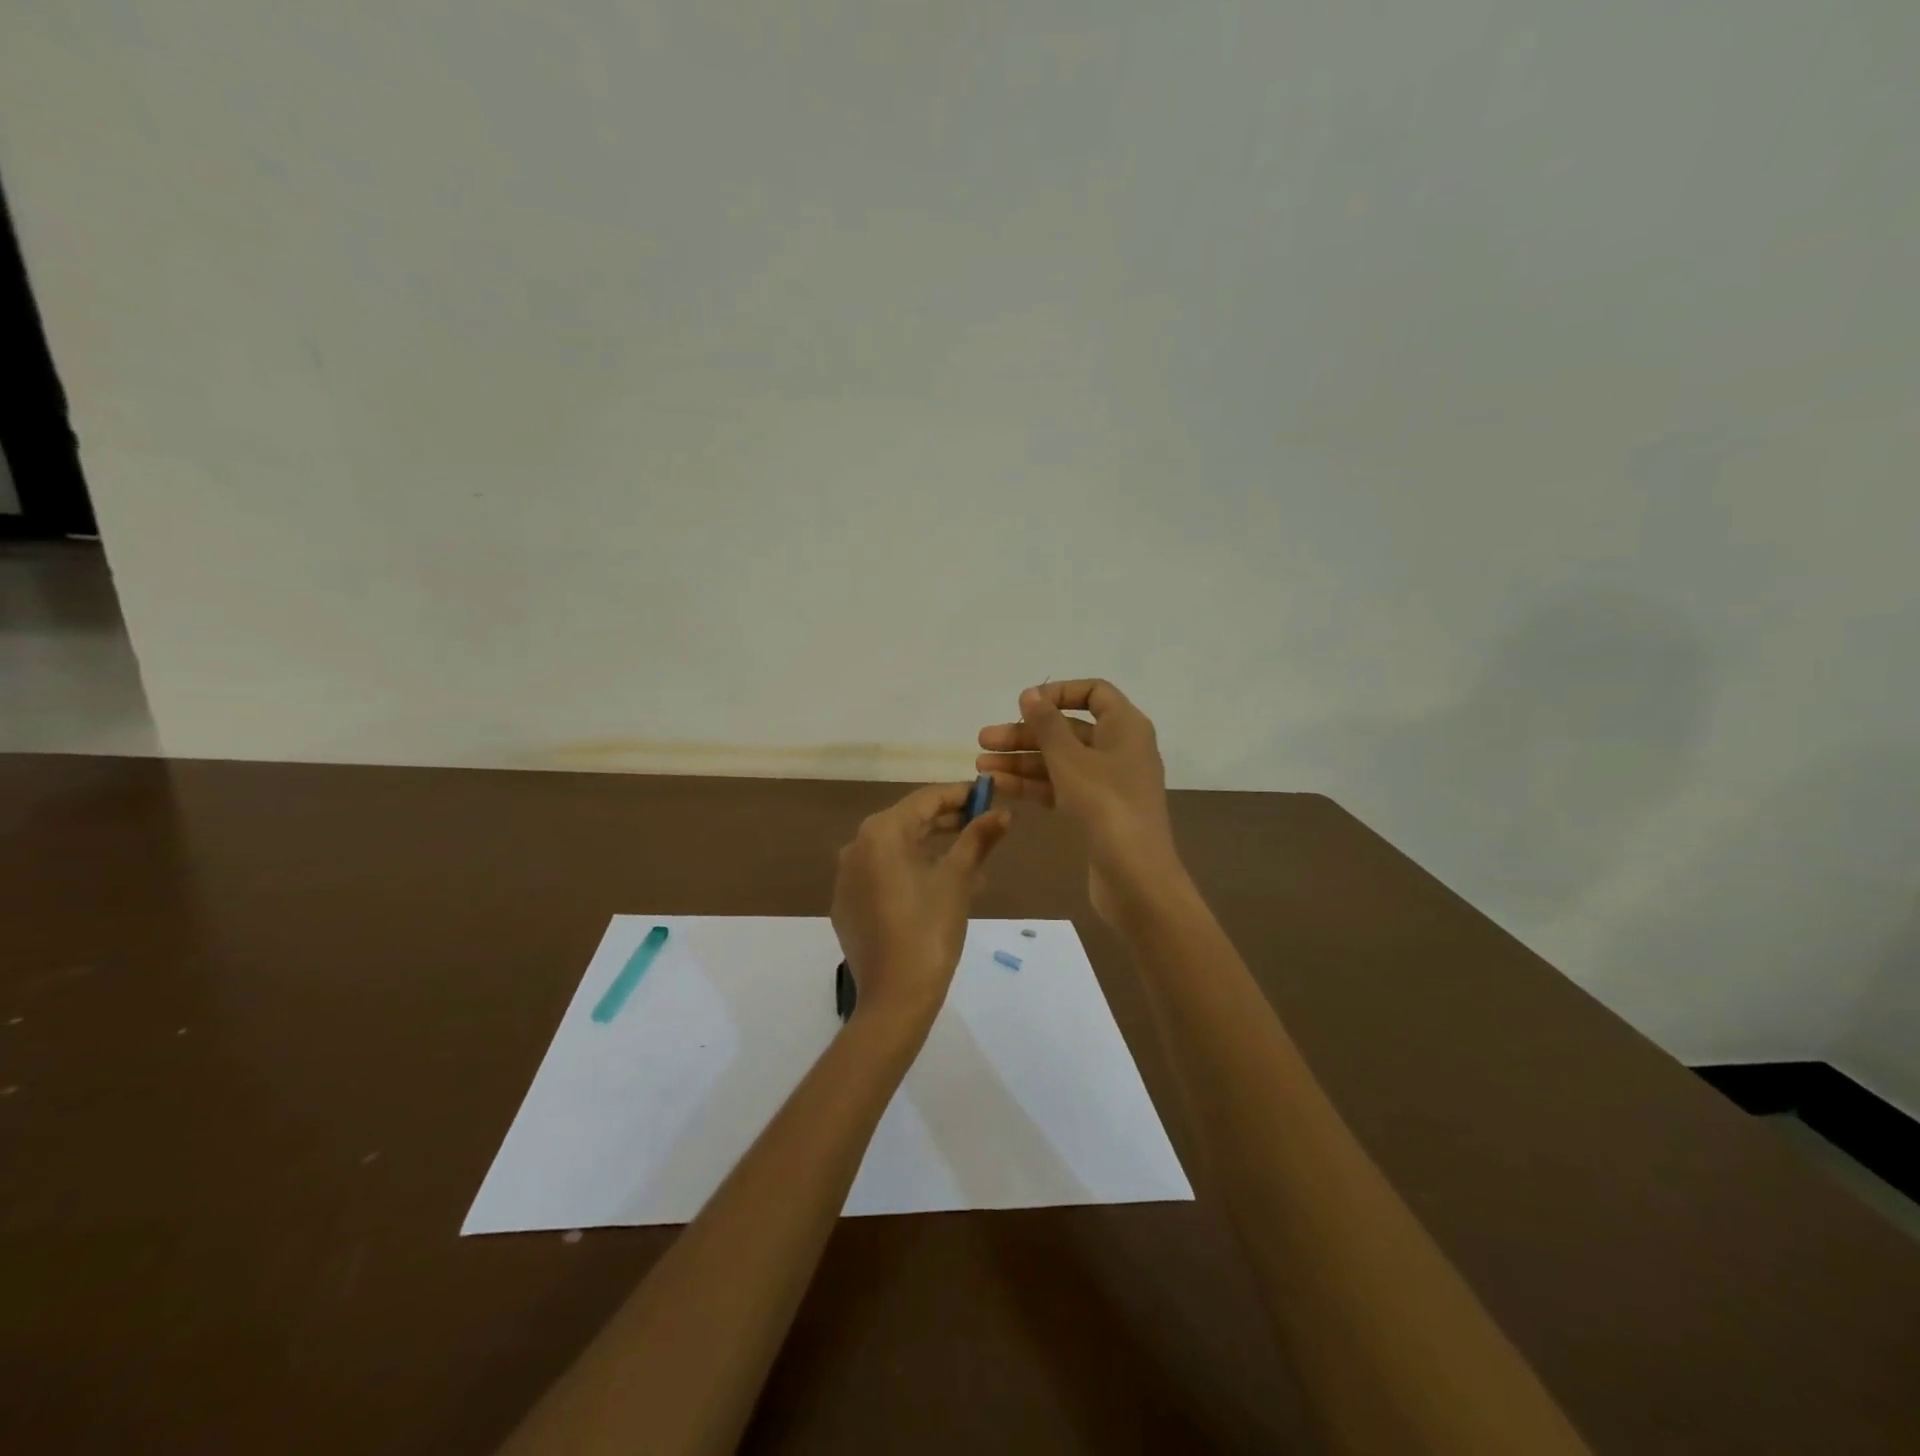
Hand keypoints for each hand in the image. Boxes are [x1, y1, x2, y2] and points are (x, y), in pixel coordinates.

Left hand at [830, 782, 1012, 1028]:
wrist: (895, 997)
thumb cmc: (930, 928)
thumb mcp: (958, 879)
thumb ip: (978, 838)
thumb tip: (1003, 813)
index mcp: (881, 832)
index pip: (926, 799)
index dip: (959, 795)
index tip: (987, 795)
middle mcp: (856, 846)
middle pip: (908, 823)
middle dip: (947, 824)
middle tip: (982, 826)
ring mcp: (847, 878)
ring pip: (896, 851)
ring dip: (933, 852)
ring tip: (971, 865)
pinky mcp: (847, 905)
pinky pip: (882, 876)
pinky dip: (910, 875)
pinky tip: (939, 891)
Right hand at [975, 679, 1180, 920]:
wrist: (1136, 876)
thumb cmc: (1106, 806)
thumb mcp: (1071, 760)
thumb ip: (1047, 725)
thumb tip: (1030, 694)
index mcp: (1125, 727)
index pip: (1094, 693)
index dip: (1059, 693)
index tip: (1025, 704)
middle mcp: (1120, 749)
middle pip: (1069, 730)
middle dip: (1026, 734)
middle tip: (984, 740)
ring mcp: (1109, 782)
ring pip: (1060, 761)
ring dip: (1022, 761)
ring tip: (981, 765)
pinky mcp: (1097, 811)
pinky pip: (1061, 787)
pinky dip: (1033, 784)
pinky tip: (999, 785)